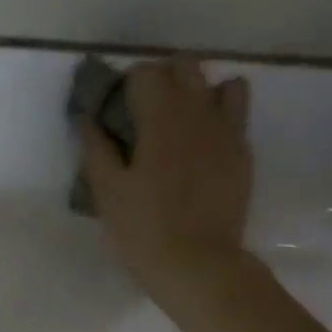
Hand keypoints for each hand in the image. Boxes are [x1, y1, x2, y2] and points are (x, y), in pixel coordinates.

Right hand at [80, 56, 253, 310]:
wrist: (198, 265)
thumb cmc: (144, 230)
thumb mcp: (107, 192)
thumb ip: (96, 148)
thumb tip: (88, 118)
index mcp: (162, 116)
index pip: (145, 72)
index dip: (126, 86)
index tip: (116, 111)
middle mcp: (199, 112)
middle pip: (185, 67)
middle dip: (163, 79)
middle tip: (145, 113)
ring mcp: (228, 131)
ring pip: (222, 84)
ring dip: (200, 93)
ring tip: (183, 124)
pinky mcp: (243, 155)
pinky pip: (238, 118)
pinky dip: (220, 120)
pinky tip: (203, 149)